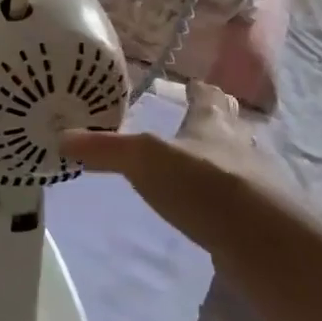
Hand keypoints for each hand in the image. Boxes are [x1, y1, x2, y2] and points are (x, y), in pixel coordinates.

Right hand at [61, 81, 291, 260]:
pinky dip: (227, 195)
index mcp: (211, 124)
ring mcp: (254, 181)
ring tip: (207, 161)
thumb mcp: (144, 160)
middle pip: (230, 124)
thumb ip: (105, 149)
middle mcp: (238, 145)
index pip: (206, 98)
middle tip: (204, 117)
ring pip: (240, 158)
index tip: (193, 83)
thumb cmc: (202, 183)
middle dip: (218, 119)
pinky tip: (214, 207)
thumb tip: (62, 138)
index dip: (198, 90)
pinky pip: (241, 197)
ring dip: (225, 156)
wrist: (259, 237)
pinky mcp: (259, 216)